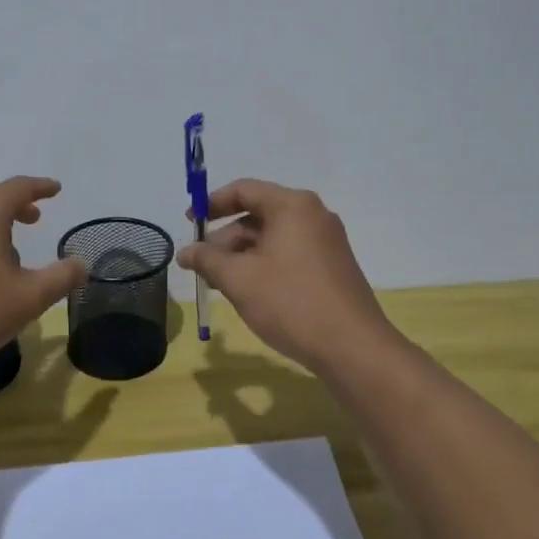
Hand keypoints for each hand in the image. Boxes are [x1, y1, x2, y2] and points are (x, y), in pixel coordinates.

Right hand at [178, 178, 395, 373]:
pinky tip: (247, 291)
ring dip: (241, 255)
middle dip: (224, 237)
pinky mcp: (331, 267)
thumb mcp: (239, 279)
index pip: (244, 190)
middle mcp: (313, 216)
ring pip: (272, 238)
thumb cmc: (291, 302)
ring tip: (218, 282)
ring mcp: (326, 242)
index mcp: (293, 206)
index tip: (189, 222)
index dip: (211, 204)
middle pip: (258, 214)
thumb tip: (185, 252)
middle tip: (200, 263)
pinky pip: (288, 254)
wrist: (353, 347)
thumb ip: (207, 259)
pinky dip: (263, 265)